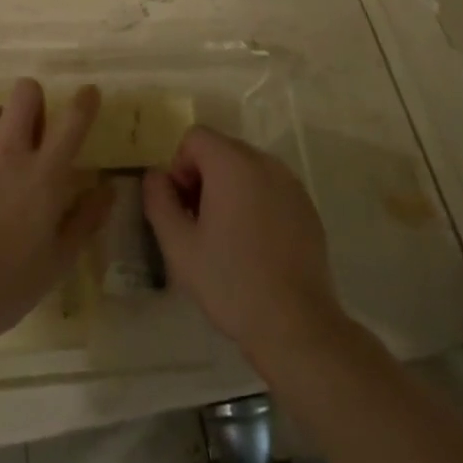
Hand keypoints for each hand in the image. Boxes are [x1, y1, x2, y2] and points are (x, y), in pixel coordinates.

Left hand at [0, 79, 112, 346]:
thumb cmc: (2, 286)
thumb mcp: (56, 263)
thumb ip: (85, 220)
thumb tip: (107, 188)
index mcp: (43, 174)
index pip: (72, 120)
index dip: (84, 101)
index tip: (88, 94)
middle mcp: (8, 150)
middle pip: (26, 92)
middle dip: (34, 101)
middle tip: (32, 131)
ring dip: (0, 131)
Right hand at [143, 127, 345, 367]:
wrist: (295, 325)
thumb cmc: (230, 282)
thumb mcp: (179, 245)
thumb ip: (159, 201)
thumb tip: (155, 175)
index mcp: (232, 163)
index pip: (195, 137)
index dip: (180, 167)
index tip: (183, 208)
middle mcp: (265, 162)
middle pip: (222, 150)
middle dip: (203, 178)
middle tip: (199, 225)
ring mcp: (291, 184)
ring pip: (247, 169)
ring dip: (229, 190)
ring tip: (226, 238)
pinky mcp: (307, 207)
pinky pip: (271, 189)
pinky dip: (256, 203)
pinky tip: (255, 246)